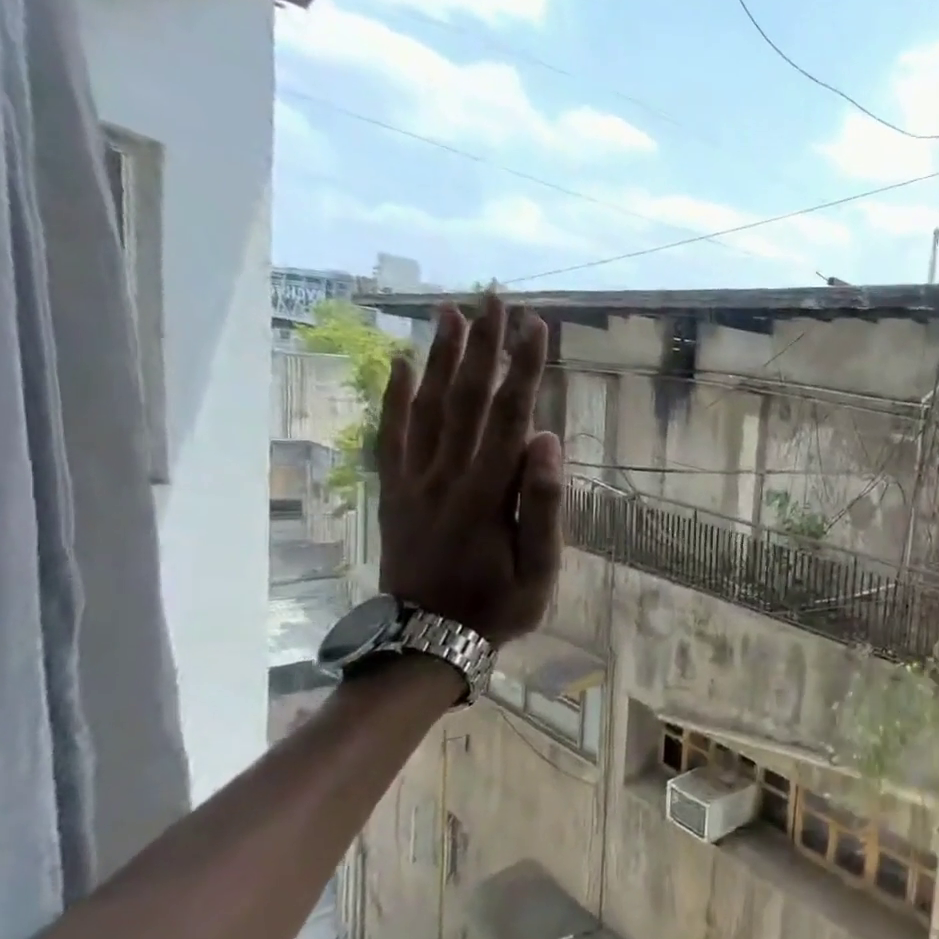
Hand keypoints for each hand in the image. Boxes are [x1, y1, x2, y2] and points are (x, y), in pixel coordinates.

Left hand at [375, 295, 562, 645]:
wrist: (427, 641)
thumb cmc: (498, 607)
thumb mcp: (540, 568)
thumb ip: (545, 504)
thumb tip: (547, 439)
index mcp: (488, 492)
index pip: (509, 416)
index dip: (523, 368)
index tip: (535, 325)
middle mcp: (447, 475)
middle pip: (465, 398)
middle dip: (483, 346)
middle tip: (493, 298)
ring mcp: (414, 482)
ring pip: (427, 407)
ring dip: (440, 357)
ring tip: (451, 312)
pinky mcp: (394, 492)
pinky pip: (390, 437)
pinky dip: (393, 399)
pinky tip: (399, 364)